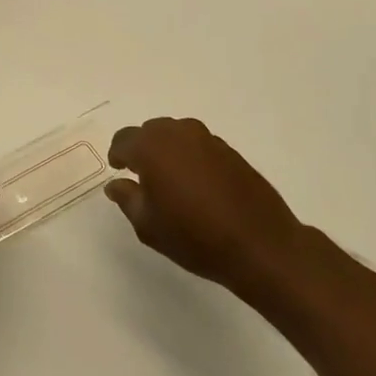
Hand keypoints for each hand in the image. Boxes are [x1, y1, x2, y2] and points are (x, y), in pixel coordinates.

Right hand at [106, 118, 306, 295]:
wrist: (259, 244)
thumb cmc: (194, 237)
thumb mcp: (148, 225)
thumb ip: (127, 199)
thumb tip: (116, 184)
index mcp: (153, 148)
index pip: (124, 139)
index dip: (117, 154)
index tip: (118, 171)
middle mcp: (179, 134)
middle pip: (151, 131)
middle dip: (142, 148)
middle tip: (141, 176)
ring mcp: (208, 140)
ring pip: (176, 134)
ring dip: (167, 150)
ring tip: (169, 179)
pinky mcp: (230, 151)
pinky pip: (199, 145)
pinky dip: (190, 156)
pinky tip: (196, 183)